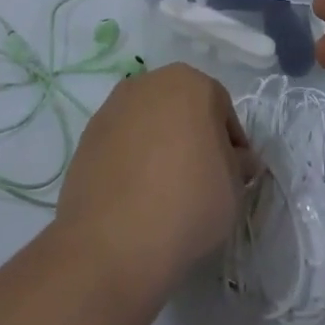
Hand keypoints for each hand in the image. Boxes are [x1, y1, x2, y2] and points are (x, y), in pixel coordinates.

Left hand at [56, 64, 257, 292]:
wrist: (113, 241)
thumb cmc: (189, 202)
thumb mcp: (235, 187)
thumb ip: (238, 164)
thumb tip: (237, 160)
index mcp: (191, 83)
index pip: (222, 110)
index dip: (231, 144)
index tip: (233, 175)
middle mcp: (149, 83)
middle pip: (182, 108)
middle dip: (194, 136)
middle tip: (201, 178)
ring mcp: (112, 107)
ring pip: (149, 122)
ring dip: (160, 145)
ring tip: (165, 189)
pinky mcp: (86, 136)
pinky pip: (121, 143)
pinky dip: (131, 159)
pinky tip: (137, 195)